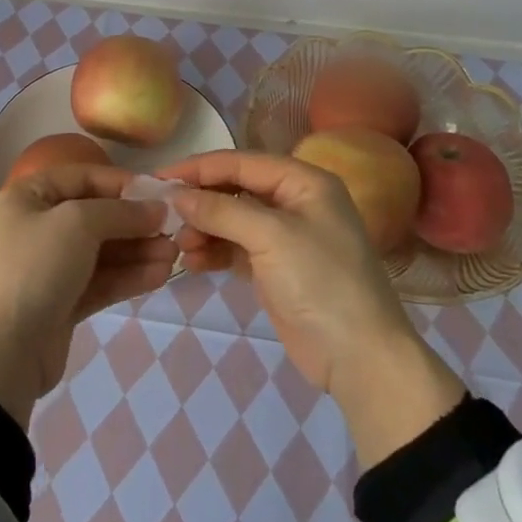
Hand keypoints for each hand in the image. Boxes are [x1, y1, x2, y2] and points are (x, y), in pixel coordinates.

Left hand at [0, 165, 175, 426]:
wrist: (1, 353)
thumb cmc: (35, 268)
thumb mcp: (78, 224)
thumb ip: (120, 212)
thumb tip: (156, 209)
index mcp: (28, 197)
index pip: (82, 177)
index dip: (121, 182)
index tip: (158, 192)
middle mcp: (37, 226)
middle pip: (95, 215)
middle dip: (134, 222)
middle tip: (173, 229)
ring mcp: (49, 267)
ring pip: (101, 251)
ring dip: (137, 251)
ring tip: (174, 255)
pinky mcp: (62, 302)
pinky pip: (100, 280)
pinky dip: (128, 276)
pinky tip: (160, 275)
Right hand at [161, 151, 467, 468]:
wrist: (361, 359)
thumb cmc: (321, 283)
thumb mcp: (271, 237)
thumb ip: (221, 211)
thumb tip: (177, 195)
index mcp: (304, 181)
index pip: (242, 162)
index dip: (200, 167)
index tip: (161, 177)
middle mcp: (295, 201)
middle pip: (236, 189)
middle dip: (201, 201)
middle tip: (165, 215)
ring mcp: (285, 236)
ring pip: (233, 219)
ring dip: (204, 228)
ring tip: (180, 246)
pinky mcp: (276, 267)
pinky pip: (236, 247)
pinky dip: (214, 251)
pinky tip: (192, 261)